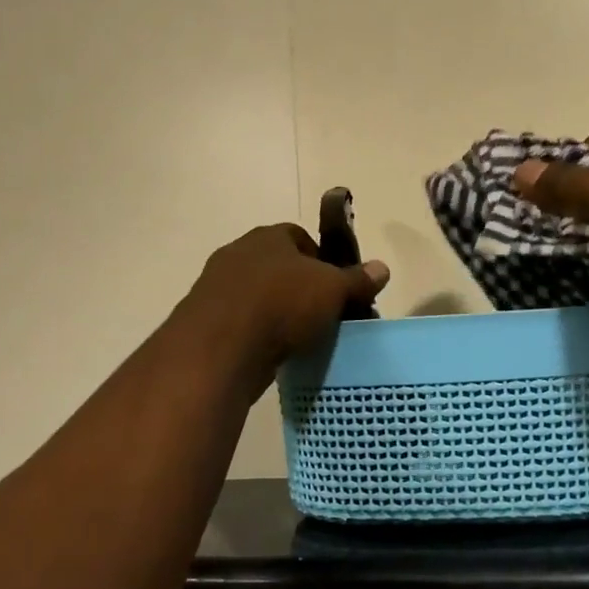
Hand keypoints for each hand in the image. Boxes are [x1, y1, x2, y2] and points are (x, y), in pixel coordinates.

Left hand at [178, 224, 388, 387]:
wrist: (220, 348)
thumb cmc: (282, 304)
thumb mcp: (333, 290)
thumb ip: (357, 279)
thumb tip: (382, 268)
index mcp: (268, 236)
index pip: (300, 237)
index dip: (322, 260)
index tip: (337, 287)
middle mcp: (238, 253)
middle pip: (279, 267)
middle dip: (300, 288)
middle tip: (324, 314)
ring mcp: (217, 288)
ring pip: (259, 296)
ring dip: (278, 312)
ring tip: (302, 338)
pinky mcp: (206, 322)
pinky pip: (243, 323)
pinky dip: (260, 334)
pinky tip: (275, 352)